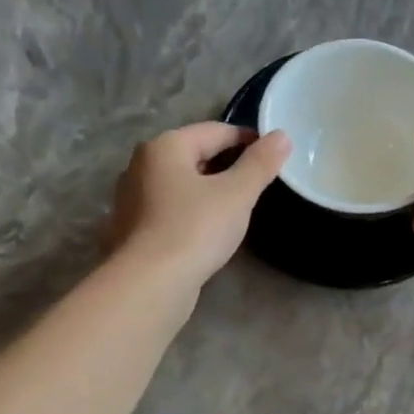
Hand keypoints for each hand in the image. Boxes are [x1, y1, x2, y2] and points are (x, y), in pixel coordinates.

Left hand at [105, 123, 289, 286]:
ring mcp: (132, 197)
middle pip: (195, 154)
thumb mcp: (237, 194)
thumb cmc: (195, 229)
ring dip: (208, 189)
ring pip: (181, 183)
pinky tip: (207, 230)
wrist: (150, 283)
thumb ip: (260, 164)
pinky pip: (170, 208)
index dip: (248, 139)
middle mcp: (142, 164)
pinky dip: (192, 211)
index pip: (216, 130)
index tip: (274, 154)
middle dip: (227, 165)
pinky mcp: (132, 228)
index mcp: (166, 146)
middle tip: (258, 184)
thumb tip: (282, 136)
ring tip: (236, 208)